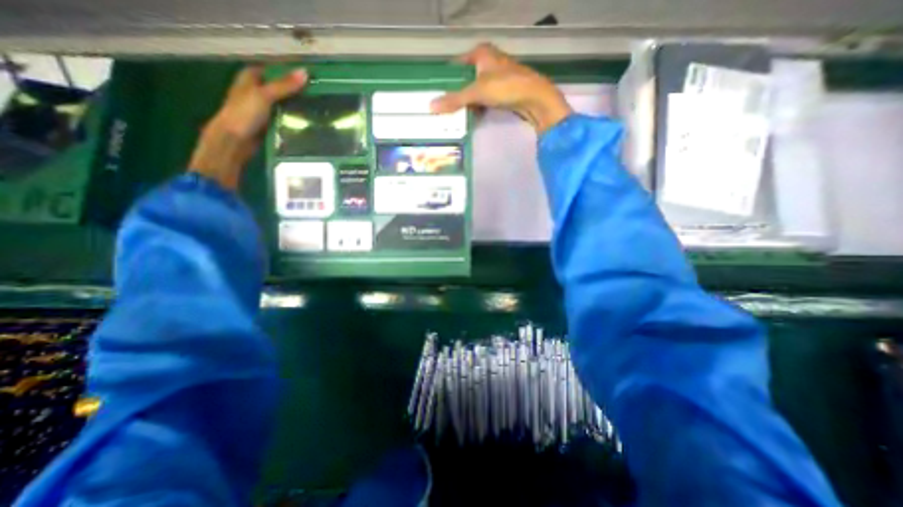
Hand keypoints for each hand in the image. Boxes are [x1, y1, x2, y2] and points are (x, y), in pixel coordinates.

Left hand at [189, 68, 308, 189]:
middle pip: (281, 87)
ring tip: (319, 107)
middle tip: (319, 94)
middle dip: (298, 91)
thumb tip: (305, 73)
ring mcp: (263, 108)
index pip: (274, 70)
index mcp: (251, 77)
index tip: (311, 77)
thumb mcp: (264, 95)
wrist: (235, 141)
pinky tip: (309, 120)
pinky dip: (295, 118)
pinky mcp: (270, 122)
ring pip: (285, 103)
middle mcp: (257, 90)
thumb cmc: (244, 114)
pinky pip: (286, 117)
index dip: (291, 72)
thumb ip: (284, 85)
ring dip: (298, 105)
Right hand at [429, 45, 569, 134]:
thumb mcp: (477, 92)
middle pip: (466, 78)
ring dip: (467, 102)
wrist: (535, 99)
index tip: (436, 90)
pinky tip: (471, 117)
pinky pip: (484, 99)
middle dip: (456, 93)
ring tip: (453, 115)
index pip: (457, 64)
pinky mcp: (503, 92)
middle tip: (443, 107)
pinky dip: (478, 107)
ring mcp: (497, 77)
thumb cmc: (505, 87)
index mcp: (481, 53)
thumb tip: (431, 107)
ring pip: (475, 90)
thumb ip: (455, 99)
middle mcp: (489, 62)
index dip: (447, 77)